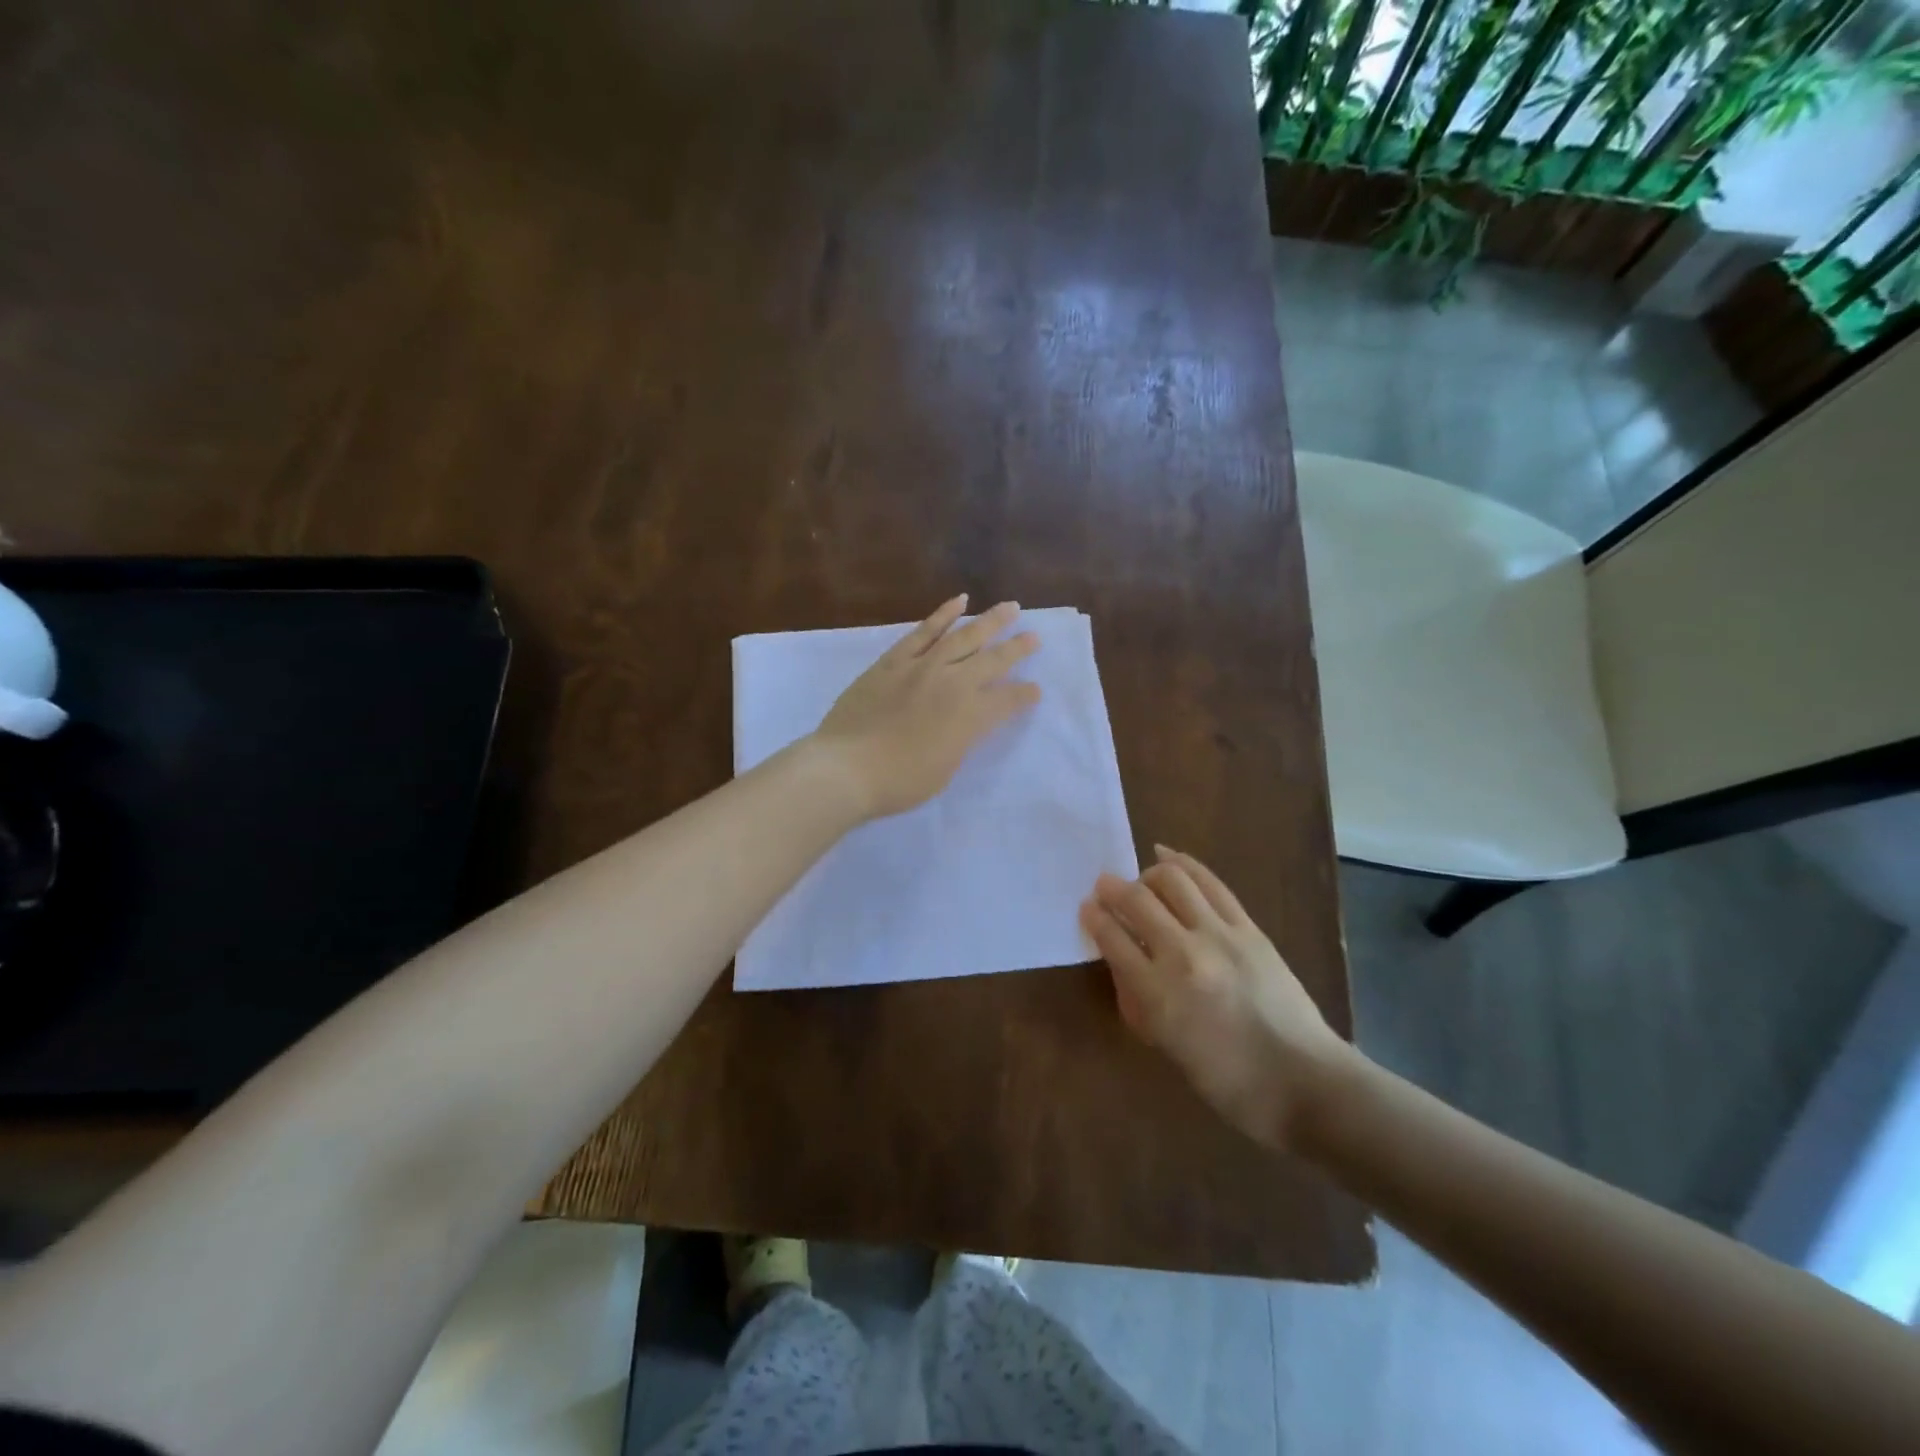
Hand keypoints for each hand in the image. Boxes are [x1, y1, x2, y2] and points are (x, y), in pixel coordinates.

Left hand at [813, 594, 1041, 819]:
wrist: (848, 767)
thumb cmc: (900, 781)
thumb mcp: (945, 769)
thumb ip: (960, 740)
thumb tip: (965, 722)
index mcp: (970, 717)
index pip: (1007, 700)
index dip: (1023, 696)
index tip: (1035, 690)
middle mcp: (953, 684)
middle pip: (992, 661)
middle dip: (1017, 649)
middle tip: (1035, 637)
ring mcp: (922, 667)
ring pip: (963, 636)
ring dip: (989, 621)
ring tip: (1010, 607)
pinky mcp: (894, 660)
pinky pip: (924, 631)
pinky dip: (943, 615)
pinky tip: (959, 602)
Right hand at [1080, 847, 1358, 1150]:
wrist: (1306, 1082)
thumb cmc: (1230, 1081)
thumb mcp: (1168, 1047)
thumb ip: (1139, 1001)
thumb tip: (1123, 963)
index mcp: (1159, 994)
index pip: (1113, 939)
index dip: (1094, 918)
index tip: (1086, 908)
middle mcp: (1185, 954)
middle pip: (1137, 901)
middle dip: (1112, 889)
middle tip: (1103, 887)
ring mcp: (1220, 935)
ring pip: (1173, 880)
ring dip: (1148, 874)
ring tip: (1141, 881)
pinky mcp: (1249, 928)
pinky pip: (1210, 883)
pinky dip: (1184, 864)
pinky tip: (1168, 857)